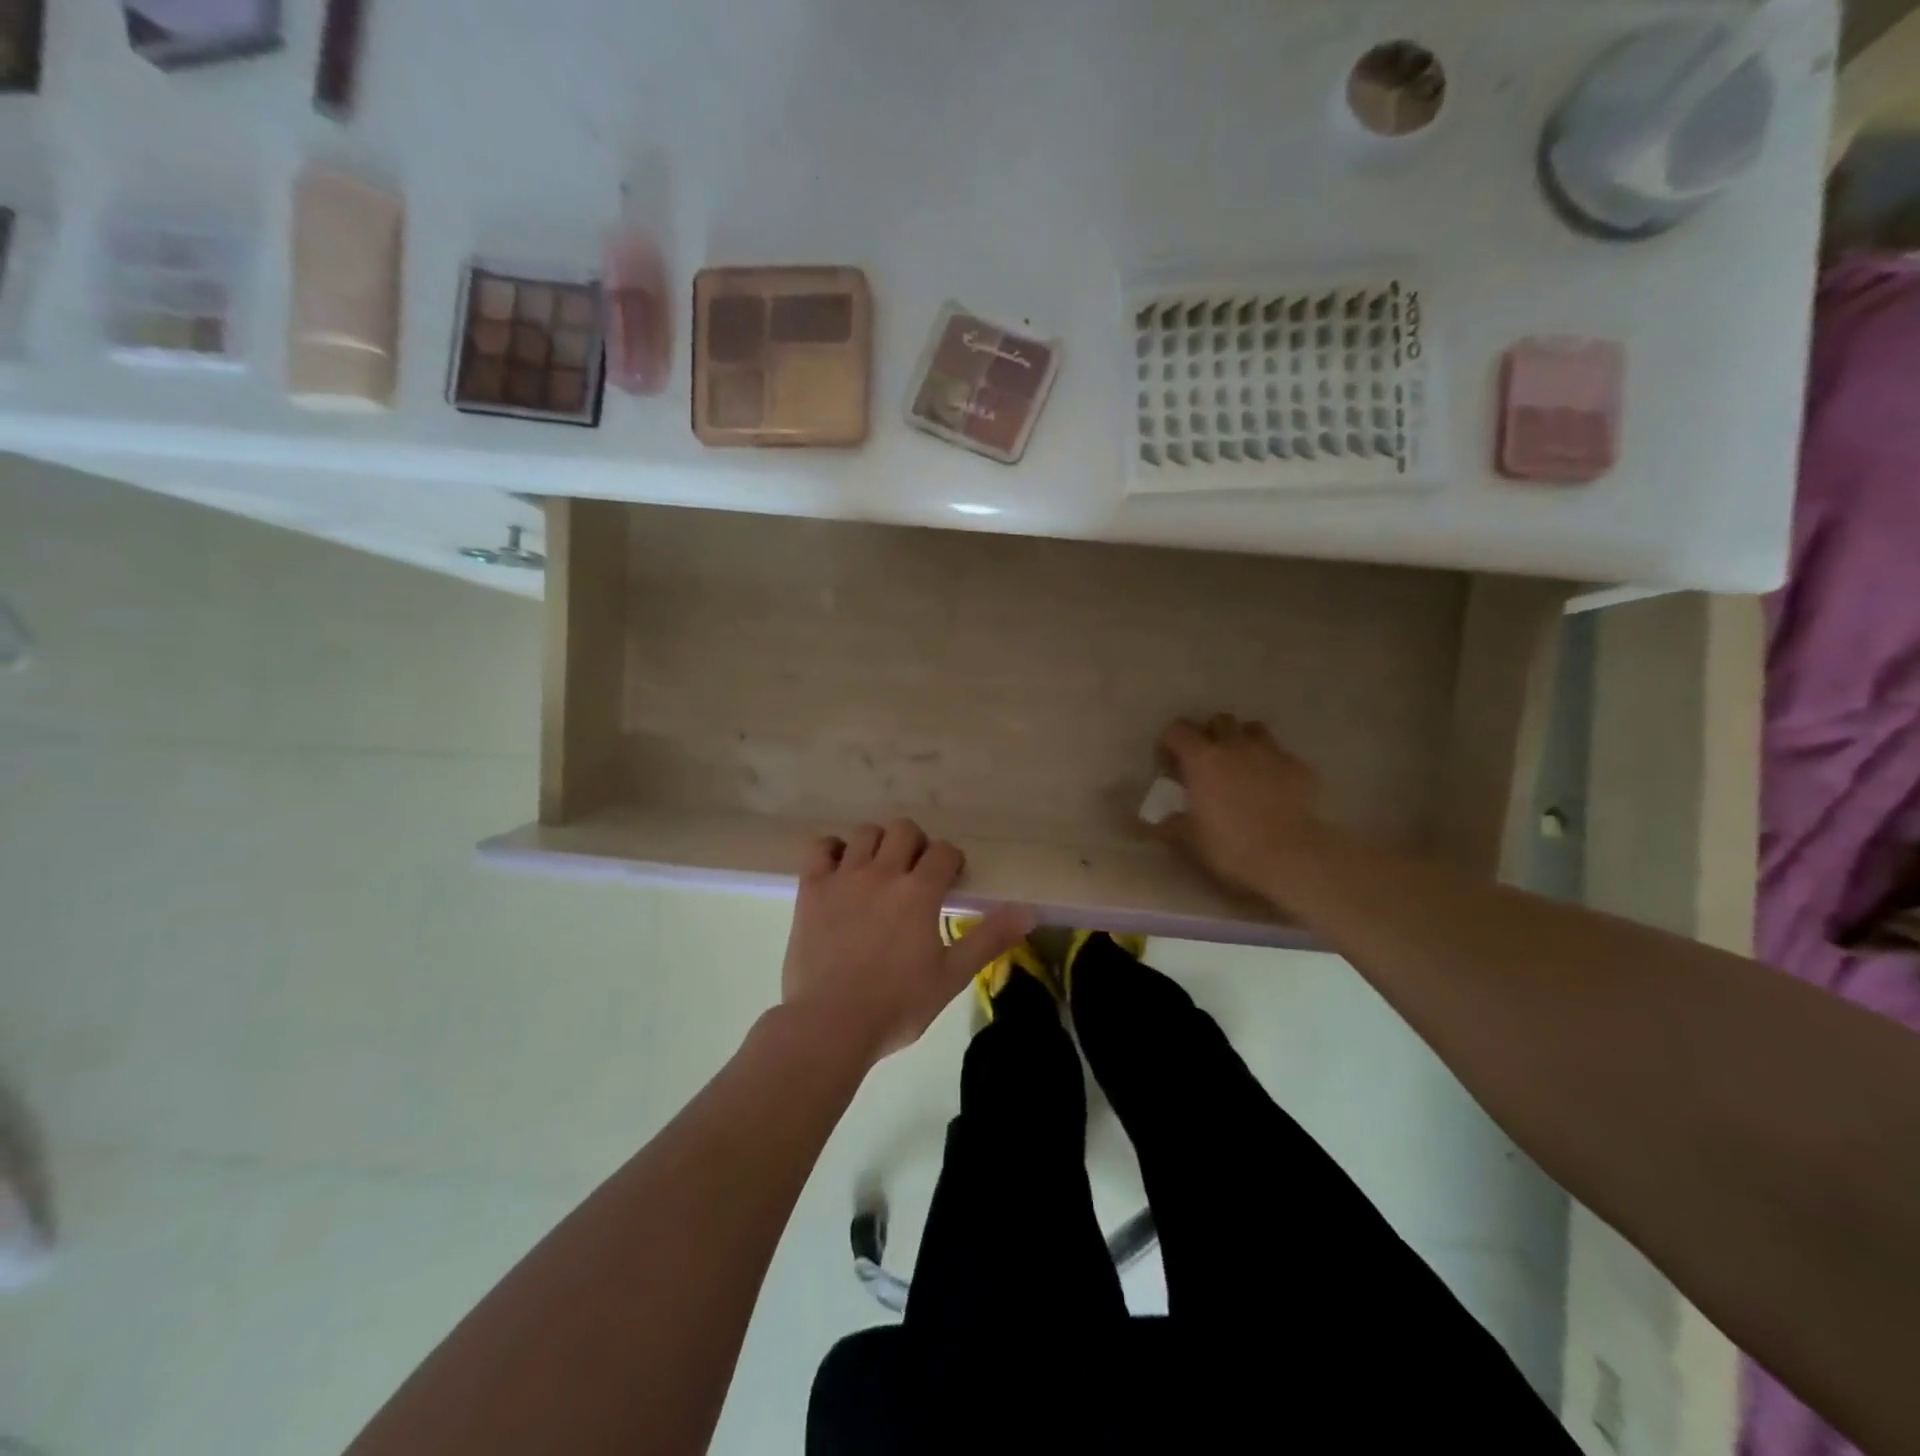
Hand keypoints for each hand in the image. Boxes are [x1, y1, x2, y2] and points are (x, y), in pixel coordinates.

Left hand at [781, 820, 1033, 1062]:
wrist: (830, 1024)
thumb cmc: (897, 1005)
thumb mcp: (951, 976)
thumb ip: (990, 938)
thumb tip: (1030, 911)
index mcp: (919, 892)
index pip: (943, 852)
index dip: (950, 861)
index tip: (949, 880)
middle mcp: (883, 873)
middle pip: (904, 830)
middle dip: (915, 845)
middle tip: (915, 873)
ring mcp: (843, 877)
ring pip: (865, 833)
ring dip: (877, 844)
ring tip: (879, 870)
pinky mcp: (811, 888)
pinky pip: (820, 847)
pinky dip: (832, 850)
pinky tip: (839, 868)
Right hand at [1160, 716, 1330, 907]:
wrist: (1287, 856)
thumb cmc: (1228, 845)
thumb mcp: (1188, 839)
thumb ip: (1169, 825)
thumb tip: (1157, 823)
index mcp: (1202, 759)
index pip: (1178, 730)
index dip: (1171, 743)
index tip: (1171, 764)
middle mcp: (1235, 745)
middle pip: (1219, 720)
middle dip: (1211, 734)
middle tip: (1208, 761)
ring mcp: (1270, 752)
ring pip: (1253, 729)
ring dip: (1243, 741)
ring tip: (1241, 765)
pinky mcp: (1298, 766)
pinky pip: (1281, 754)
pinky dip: (1272, 765)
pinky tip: (1272, 786)